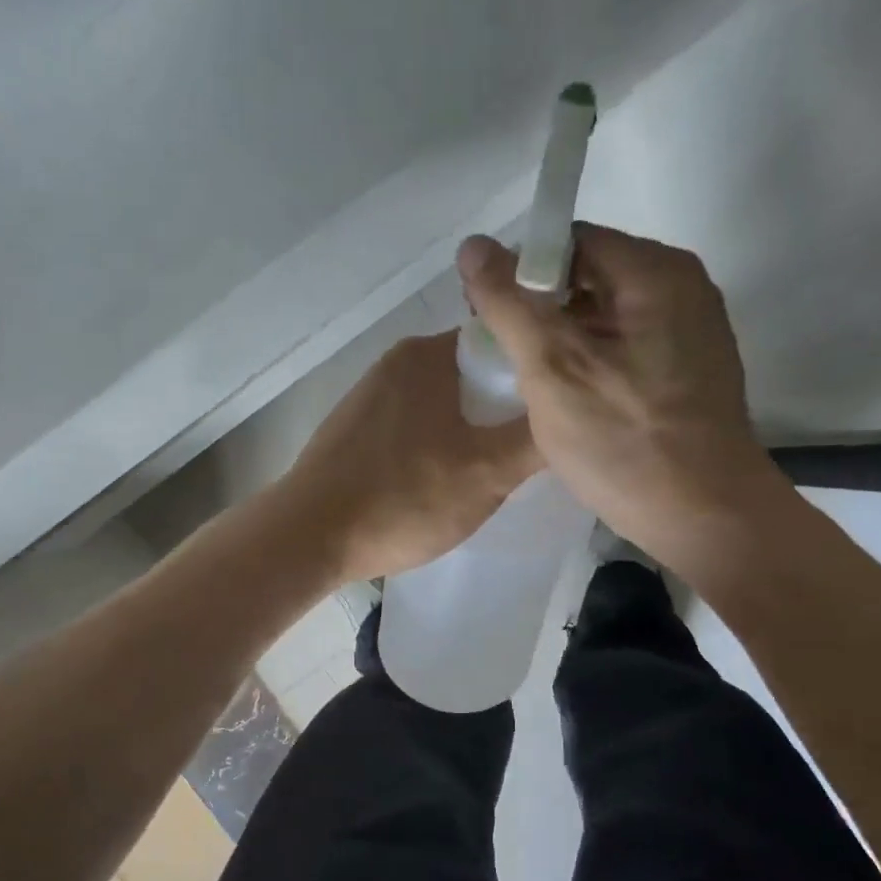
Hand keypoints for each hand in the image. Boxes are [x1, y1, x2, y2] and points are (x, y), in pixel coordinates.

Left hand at [277, 331, 540, 584]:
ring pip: (443, 405)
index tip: (555, 414)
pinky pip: (413, 427)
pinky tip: (440, 484)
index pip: (503, 344)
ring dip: (470, 433)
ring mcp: (370, 396)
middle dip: (503, 411)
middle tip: (526, 453)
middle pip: (474, 376)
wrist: (308, 537)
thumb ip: (536, 439)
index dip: (535, 377)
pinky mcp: (354, 430)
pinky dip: (435, 447)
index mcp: (428, 354)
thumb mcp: (488, 472)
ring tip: (489, 474)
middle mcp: (397, 363)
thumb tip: (571, 411)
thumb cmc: (404, 497)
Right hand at [459, 223, 779, 577]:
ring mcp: (689, 331)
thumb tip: (472, 245)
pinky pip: (625, 346)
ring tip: (530, 381)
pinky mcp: (687, 370)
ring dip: (562, 338)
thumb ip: (509, 303)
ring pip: (604, 315)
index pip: (570, 240)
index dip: (520, 270)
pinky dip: (590, 361)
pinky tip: (568, 398)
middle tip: (504, 353)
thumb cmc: (624, 441)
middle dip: (539, 308)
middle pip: (589, 274)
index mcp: (655, 272)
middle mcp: (681, 288)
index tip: (489, 315)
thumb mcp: (553, 368)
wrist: (704, 518)